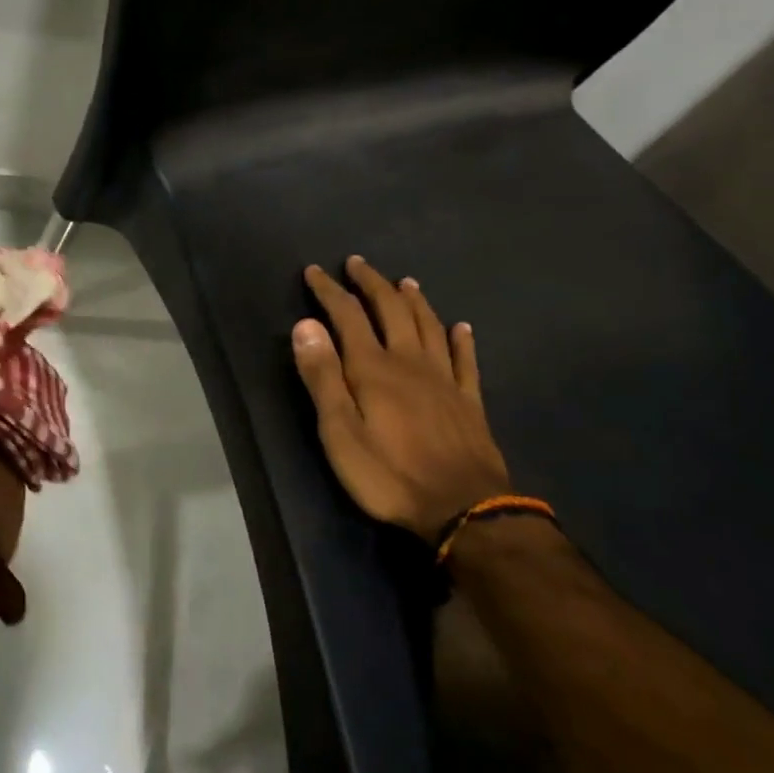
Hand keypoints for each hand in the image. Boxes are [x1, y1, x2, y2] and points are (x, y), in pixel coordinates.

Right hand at [292, 258, 510, 542]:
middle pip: (392, 310)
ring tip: (404, 281)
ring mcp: (444, 379)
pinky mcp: (469, 401)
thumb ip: (322, 376)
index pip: (347, 315)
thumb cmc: (389, 473)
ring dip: (414, 300)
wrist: (463, 509)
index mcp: (373, 367)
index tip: (314, 271)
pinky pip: (465, 360)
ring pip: (429, 326)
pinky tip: (461, 327)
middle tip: (357, 263)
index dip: (329, 291)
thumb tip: (305, 324)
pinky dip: (460, 339)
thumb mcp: (339, 430)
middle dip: (372, 283)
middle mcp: (410, 361)